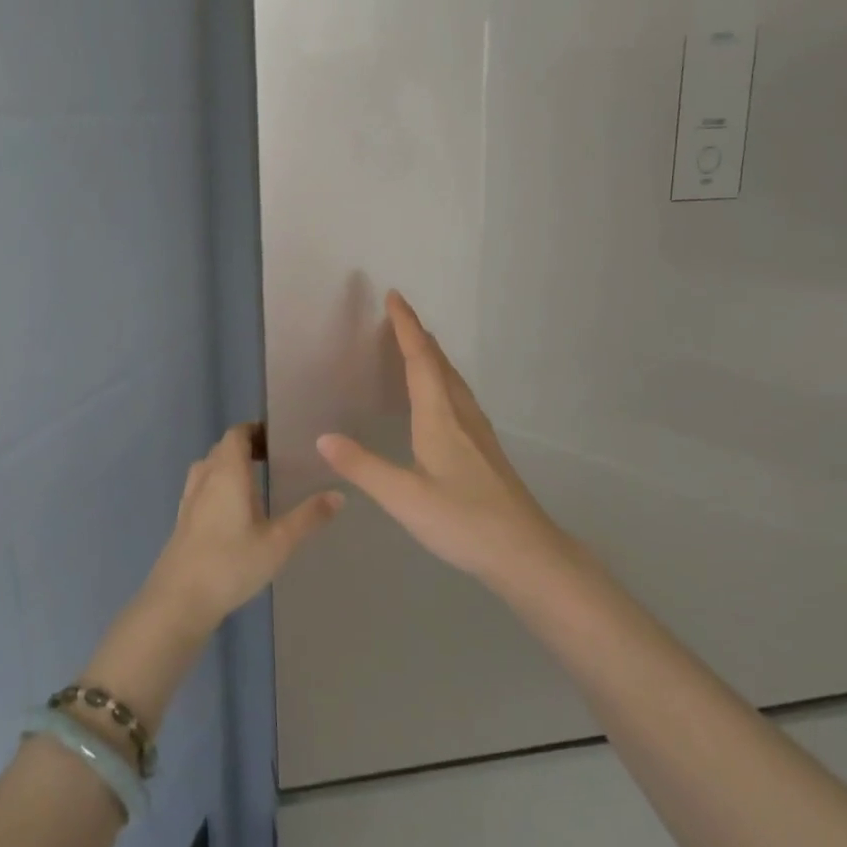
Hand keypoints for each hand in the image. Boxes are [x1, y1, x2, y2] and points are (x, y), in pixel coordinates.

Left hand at [144, 423, 343, 630]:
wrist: (178, 601)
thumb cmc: (231, 564)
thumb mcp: (278, 542)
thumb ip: (309, 517)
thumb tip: (339, 494)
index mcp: (227, 473)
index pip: (237, 434)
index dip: (256, 430)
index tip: (279, 439)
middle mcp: (205, 479)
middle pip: (223, 449)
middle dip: (246, 448)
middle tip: (275, 460)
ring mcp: (190, 501)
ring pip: (209, 470)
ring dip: (229, 468)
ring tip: (256, 484)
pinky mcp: (183, 522)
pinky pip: (202, 490)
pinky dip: (218, 489)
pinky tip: (234, 514)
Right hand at [316, 291, 571, 583]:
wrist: (524, 550)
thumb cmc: (462, 521)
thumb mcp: (404, 498)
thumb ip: (362, 467)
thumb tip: (323, 437)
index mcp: (440, 418)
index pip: (420, 360)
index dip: (406, 326)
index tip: (394, 296)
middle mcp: (461, 415)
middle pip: (439, 363)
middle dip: (418, 335)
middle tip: (398, 315)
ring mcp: (478, 432)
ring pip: (453, 380)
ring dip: (433, 356)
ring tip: (417, 346)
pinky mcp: (485, 449)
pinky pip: (460, 397)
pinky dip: (443, 380)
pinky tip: (441, 398)